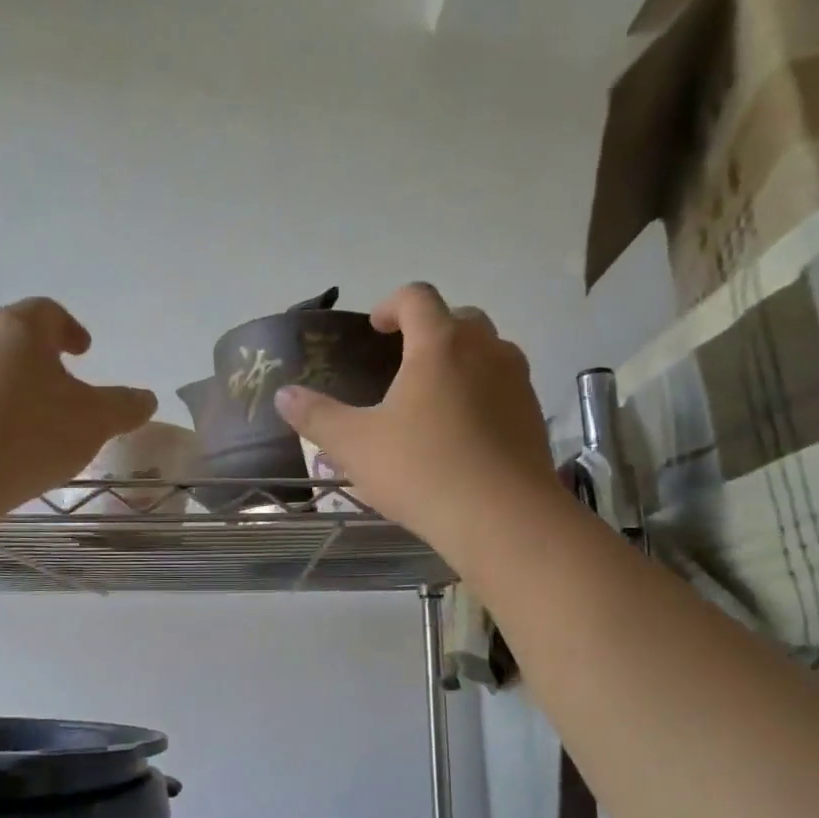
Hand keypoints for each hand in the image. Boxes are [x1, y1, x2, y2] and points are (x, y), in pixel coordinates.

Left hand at [0, 298, 156, 505]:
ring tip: (36, 418)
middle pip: (13, 336)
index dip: (70, 328)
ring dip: (14, 384)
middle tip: (63, 381)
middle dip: (40, 356)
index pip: (47, 311)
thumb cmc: (30, 432)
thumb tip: (146, 399)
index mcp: (19, 328)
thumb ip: (124, 406)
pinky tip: (6, 444)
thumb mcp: (95, 421)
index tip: (84, 351)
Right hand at [274, 283, 554, 551]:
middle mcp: (486, 350)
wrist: (504, 519)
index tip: (375, 329)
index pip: (417, 298)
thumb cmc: (422, 471)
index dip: (391, 305)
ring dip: (460, 359)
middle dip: (429, 330)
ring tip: (433, 397)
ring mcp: (517, 382)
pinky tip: (463, 433)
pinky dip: (483, 392)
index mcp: (440, 344)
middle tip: (402, 362)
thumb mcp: (355, 446)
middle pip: (459, 318)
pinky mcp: (534, 416)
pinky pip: (505, 386)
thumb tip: (284, 395)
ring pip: (489, 351)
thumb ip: (316, 416)